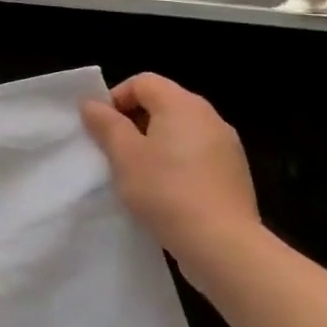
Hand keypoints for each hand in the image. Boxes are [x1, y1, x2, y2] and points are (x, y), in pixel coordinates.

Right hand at [80, 74, 264, 278]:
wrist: (223, 244)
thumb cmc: (165, 190)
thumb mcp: (123, 154)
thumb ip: (105, 124)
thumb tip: (92, 104)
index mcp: (182, 105)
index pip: (142, 82)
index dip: (116, 98)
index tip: (102, 128)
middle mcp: (210, 117)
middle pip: (162, 103)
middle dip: (133, 122)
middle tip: (115, 151)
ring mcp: (227, 146)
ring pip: (179, 131)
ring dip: (154, 143)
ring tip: (138, 173)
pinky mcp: (234, 173)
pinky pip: (196, 154)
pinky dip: (176, 162)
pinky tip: (165, 191)